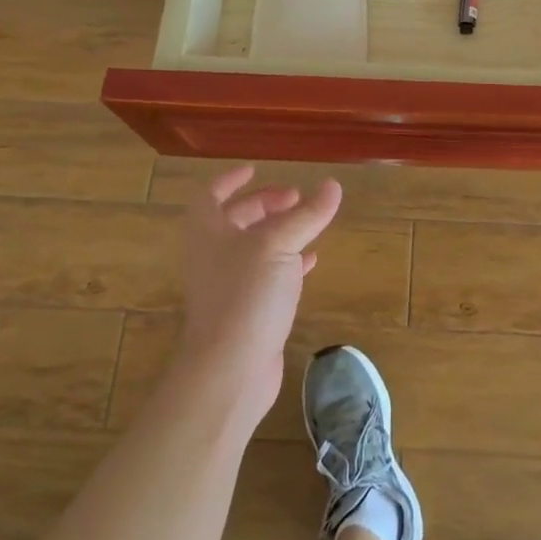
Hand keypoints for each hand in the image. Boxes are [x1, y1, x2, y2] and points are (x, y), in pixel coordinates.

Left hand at [176, 165, 342, 417]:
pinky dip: (288, 262)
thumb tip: (332, 185)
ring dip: (278, 232)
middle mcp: (212, 255)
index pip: (212, 195)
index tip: (255, 169)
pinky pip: (267, 276)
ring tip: (308, 221)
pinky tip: (312, 260)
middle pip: (235, 219)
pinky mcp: (245, 312)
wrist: (229, 370)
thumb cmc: (245, 294)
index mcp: (207, 231)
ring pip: (253, 248)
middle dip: (264, 204)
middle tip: (296, 197)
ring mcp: (227, 286)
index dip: (231, 180)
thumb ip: (307, 215)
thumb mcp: (279, 245)